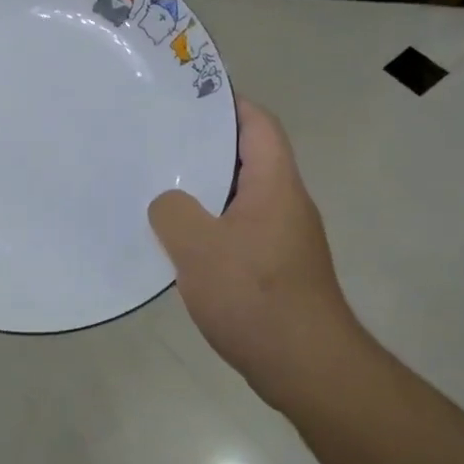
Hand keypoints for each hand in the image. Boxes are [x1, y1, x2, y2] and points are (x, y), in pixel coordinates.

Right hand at [148, 97, 366, 395]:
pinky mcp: (275, 269)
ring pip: (240, 198)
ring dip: (204, 190)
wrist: (305, 366)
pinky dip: (210, 226)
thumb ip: (172, 212)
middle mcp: (285, 204)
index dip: (227, 103)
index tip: (187, 97)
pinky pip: (238, 231)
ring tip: (158, 186)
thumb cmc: (254, 295)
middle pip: (248, 158)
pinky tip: (177, 242)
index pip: (258, 124)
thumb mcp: (198, 247)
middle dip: (205, 146)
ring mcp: (283, 238)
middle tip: (158, 141)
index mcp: (275, 185)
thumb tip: (168, 204)